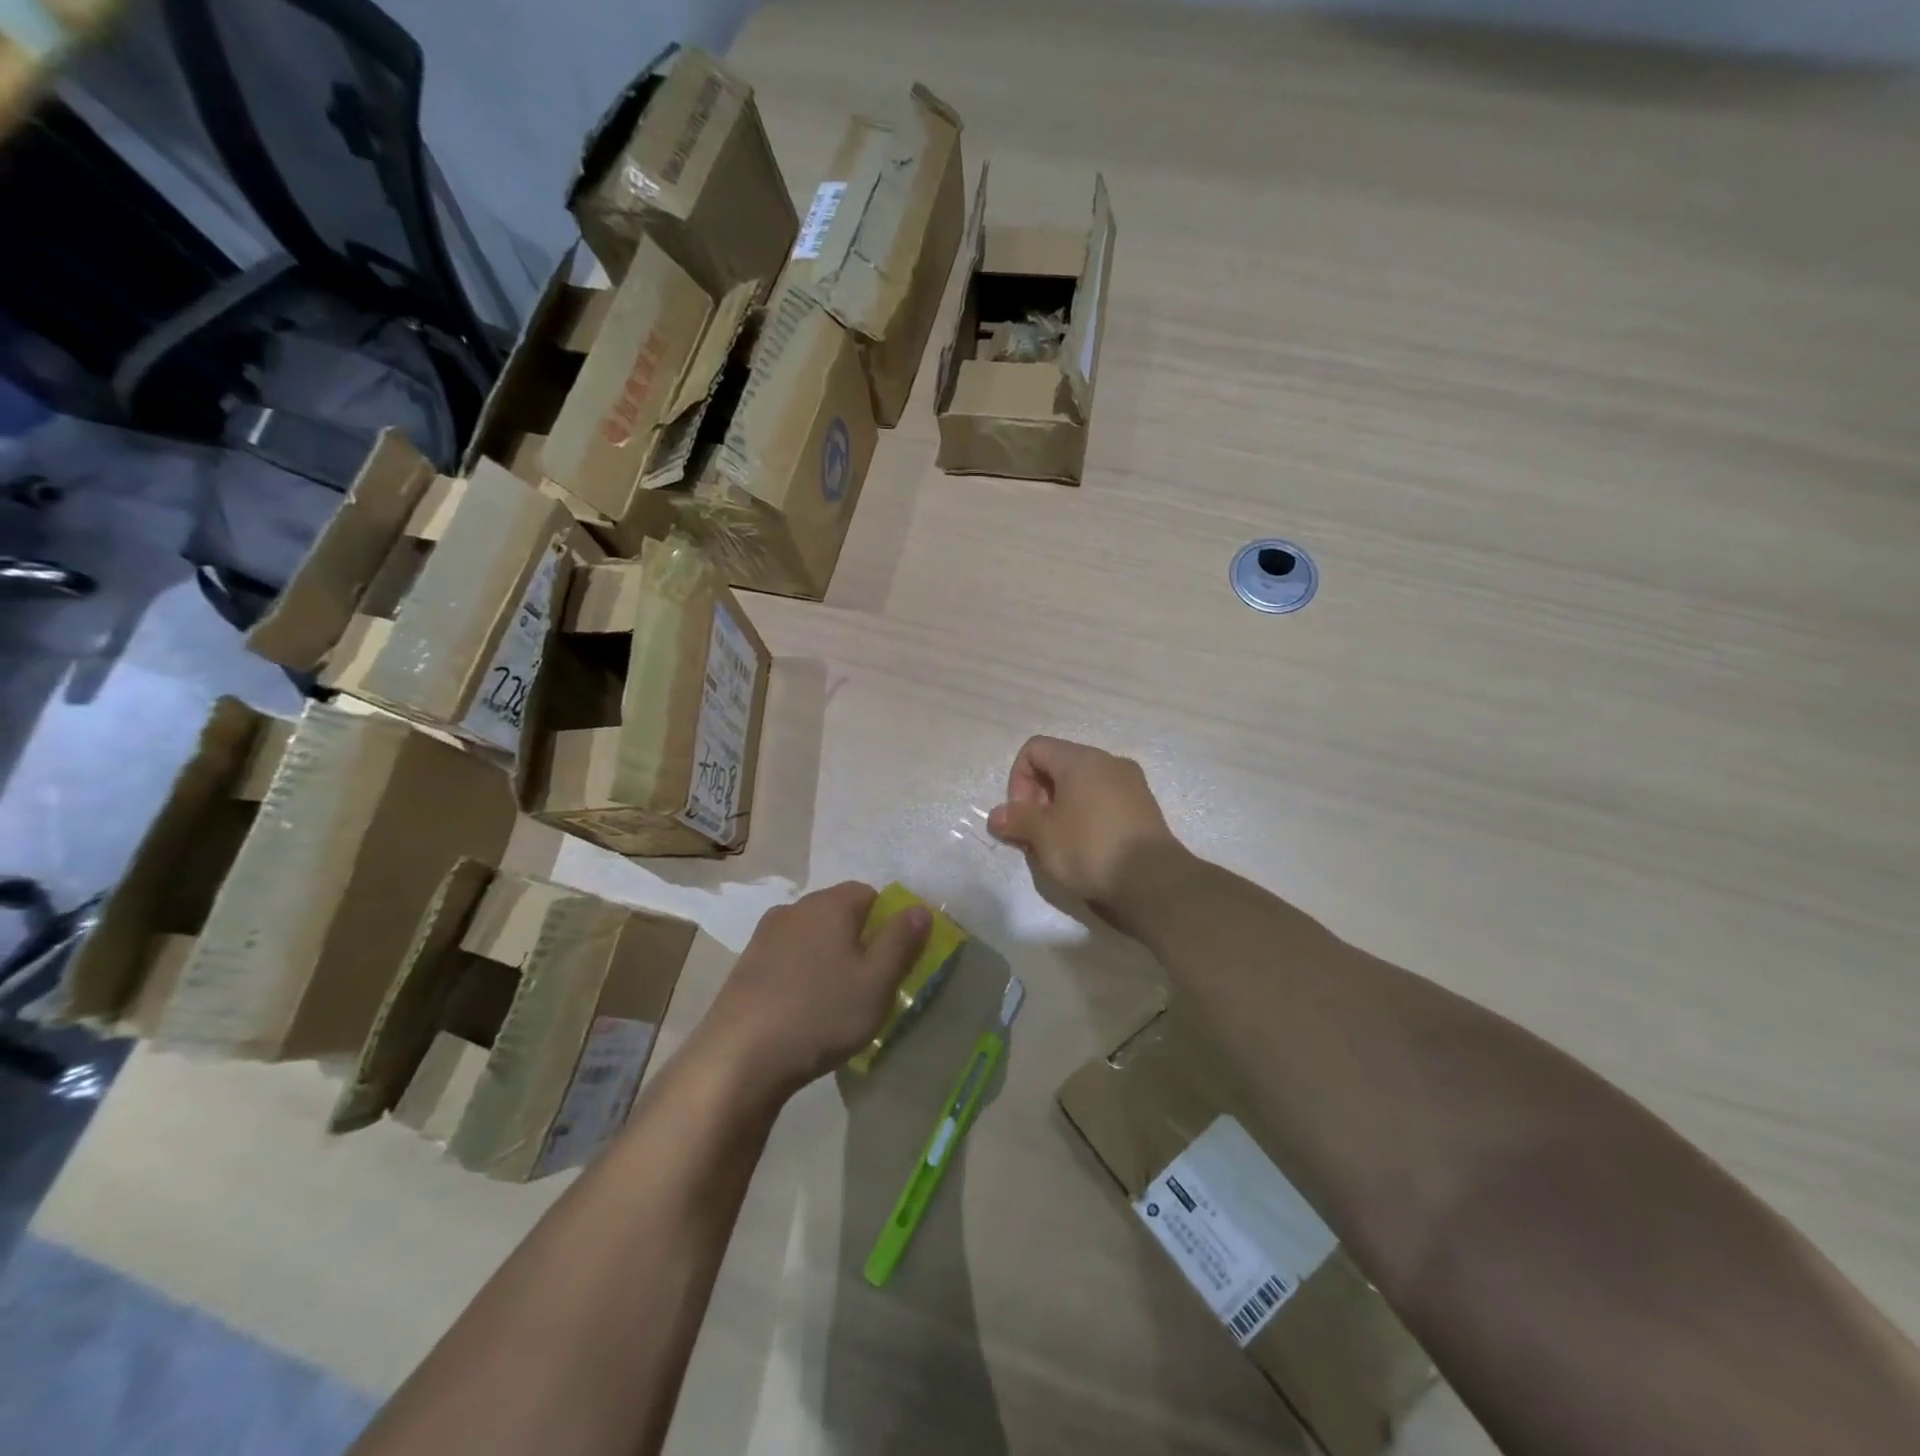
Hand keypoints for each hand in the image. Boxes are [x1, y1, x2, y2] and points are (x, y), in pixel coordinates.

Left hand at [698, 882, 930, 1101]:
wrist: (738, 1059)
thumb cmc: (820, 1014)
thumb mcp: (877, 982)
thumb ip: (902, 941)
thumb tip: (920, 908)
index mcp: (829, 904)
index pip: (870, 894)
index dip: (887, 923)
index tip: (891, 960)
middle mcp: (794, 908)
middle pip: (839, 913)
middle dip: (858, 940)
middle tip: (868, 984)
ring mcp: (764, 936)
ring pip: (811, 936)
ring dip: (827, 958)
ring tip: (834, 1001)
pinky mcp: (745, 965)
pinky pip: (787, 958)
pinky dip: (800, 975)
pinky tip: (801, 1010)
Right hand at [986, 736, 1181, 919]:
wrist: (1153, 881)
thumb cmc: (1090, 848)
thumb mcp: (1043, 836)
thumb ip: (1016, 819)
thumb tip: (998, 815)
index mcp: (1081, 759)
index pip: (1035, 749)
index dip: (1018, 779)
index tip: (1022, 815)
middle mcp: (1108, 762)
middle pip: (1058, 766)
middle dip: (1038, 797)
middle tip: (1036, 833)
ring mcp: (1131, 784)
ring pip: (1082, 785)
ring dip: (1061, 809)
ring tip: (1058, 845)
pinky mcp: (1144, 807)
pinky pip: (1103, 801)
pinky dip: (1086, 817)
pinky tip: (1085, 849)